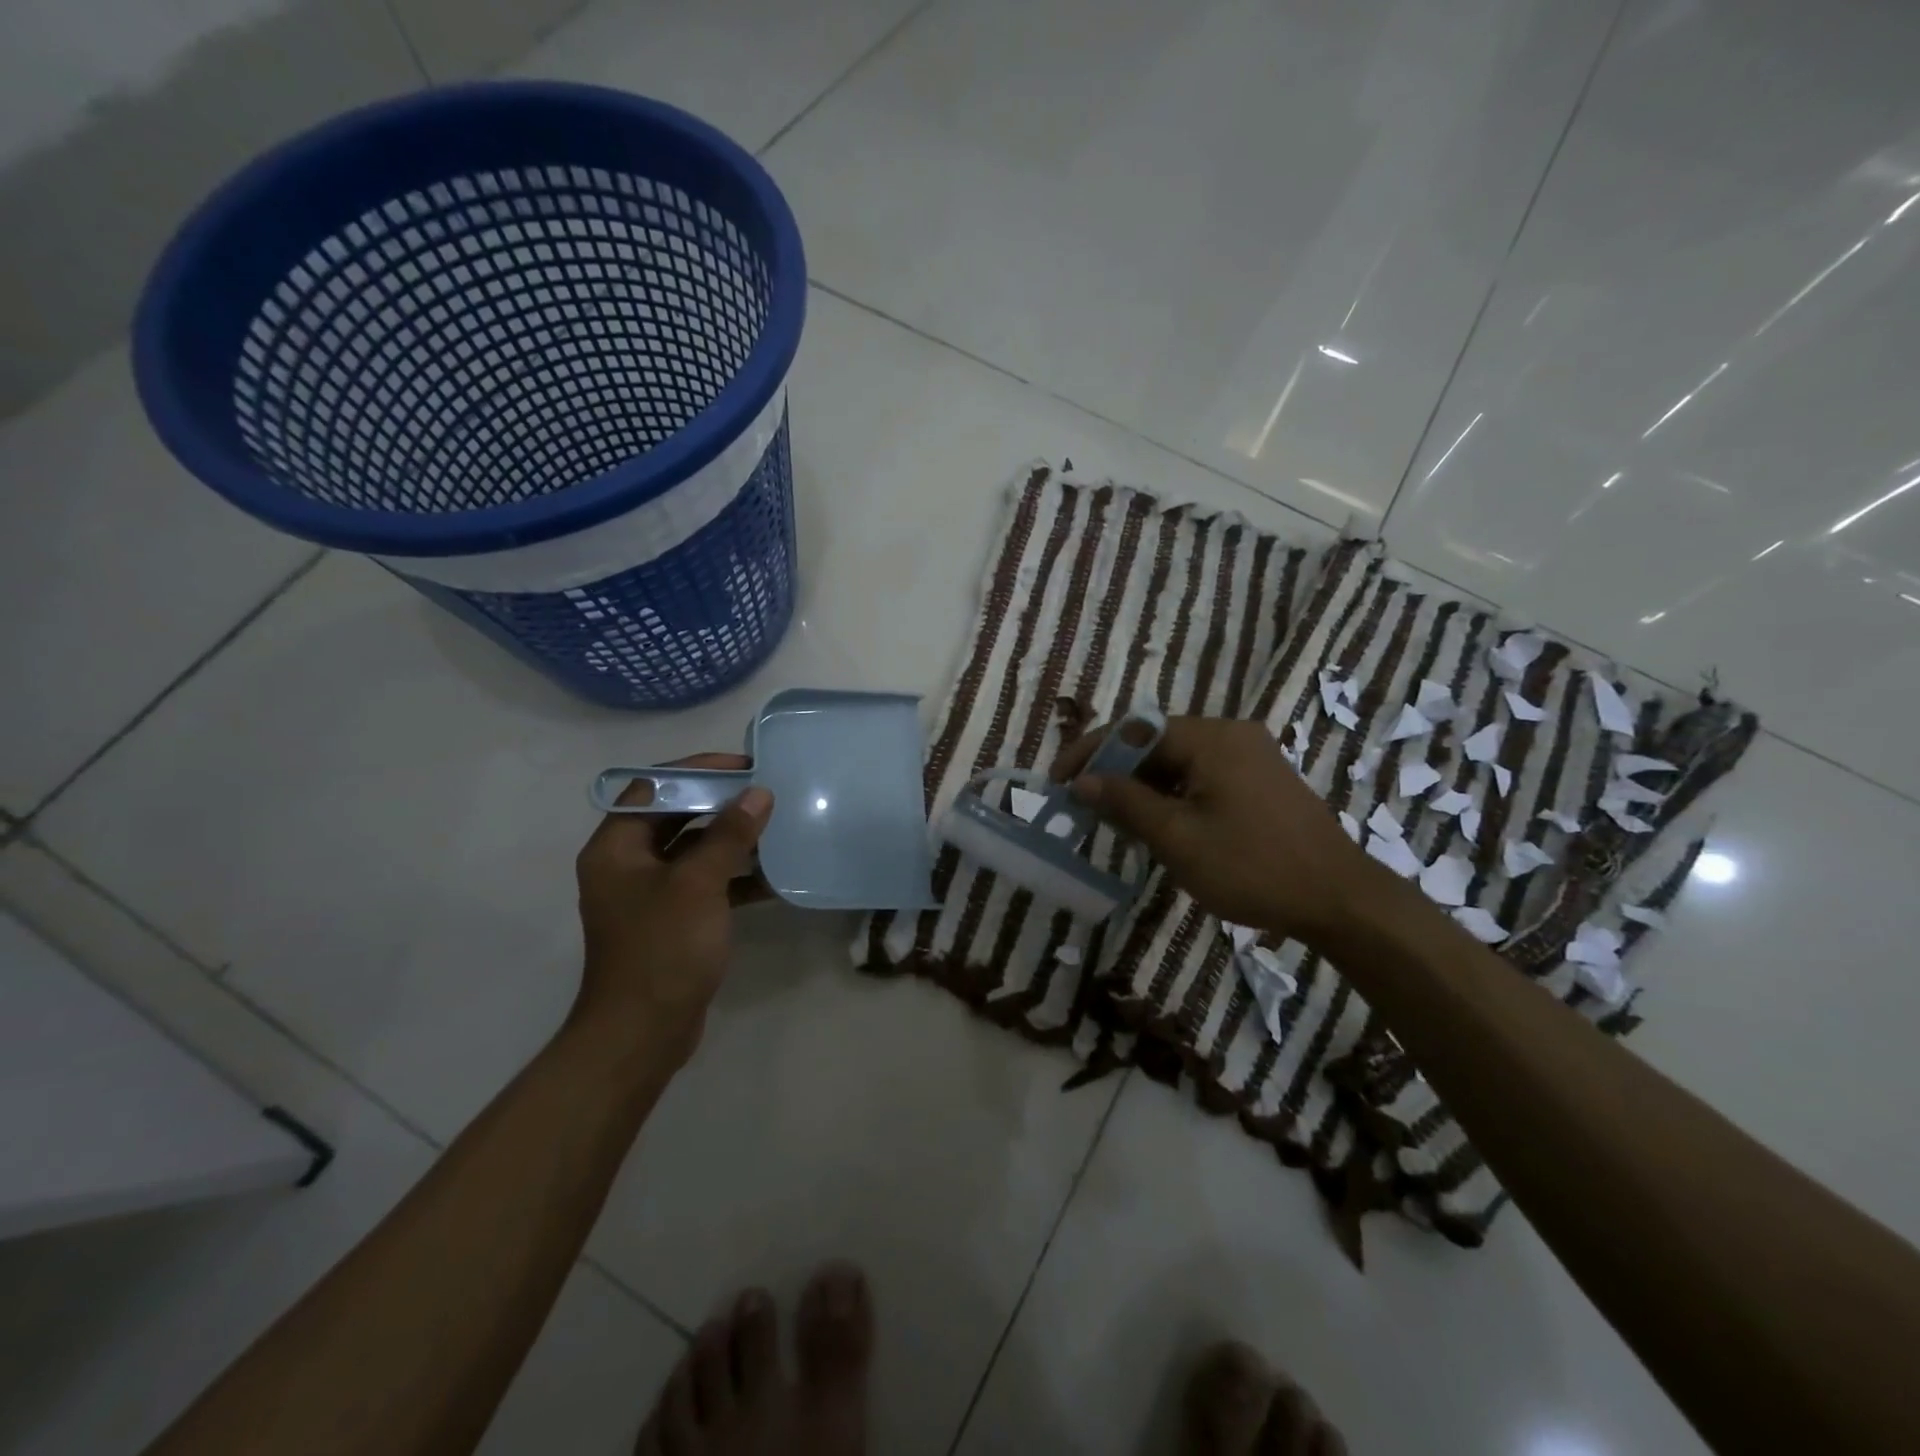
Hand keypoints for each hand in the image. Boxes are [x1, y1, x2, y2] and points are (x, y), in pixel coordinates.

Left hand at [572, 753, 772, 1066]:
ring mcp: (650, 894)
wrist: (643, 1034)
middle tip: (765, 791)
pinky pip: (705, 883)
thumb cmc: (663, 949)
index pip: (653, 787)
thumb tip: (758, 793)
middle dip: (720, 802)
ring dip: (732, 839)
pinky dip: (734, 876)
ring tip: (775, 826)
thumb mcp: (698, 884)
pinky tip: (773, 876)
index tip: (742, 765)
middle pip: (675, 816)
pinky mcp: (673, 919)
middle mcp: (627, 864)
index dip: (697, 770)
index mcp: (616, 847)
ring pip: (694, 850)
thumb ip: (729, 835)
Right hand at [1051, 716, 1374, 945]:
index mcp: (1211, 738)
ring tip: (1113, 819)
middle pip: (1155, 741)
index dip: (1089, 753)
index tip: (1057, 782)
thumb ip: (1126, 803)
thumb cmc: (1253, 867)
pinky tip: (1157, 824)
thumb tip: (1082, 781)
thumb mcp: (1178, 839)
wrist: (1341, 900)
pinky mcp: (1260, 779)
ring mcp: (1249, 755)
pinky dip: (1171, 794)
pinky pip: (1201, 775)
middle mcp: (1230, 734)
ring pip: (1177, 760)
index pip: (1133, 730)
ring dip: (1141, 785)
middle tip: (1082, 805)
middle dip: (1114, 771)